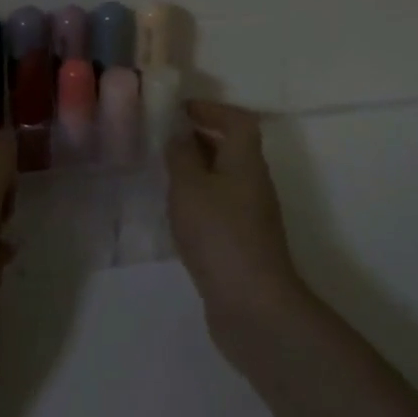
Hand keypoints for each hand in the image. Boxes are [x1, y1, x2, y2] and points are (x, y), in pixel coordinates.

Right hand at [166, 100, 309, 362]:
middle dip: (200, 138)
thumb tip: (179, 135)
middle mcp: (253, 182)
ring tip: (163, 173)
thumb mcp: (190, 187)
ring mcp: (251, 215)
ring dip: (197, 170)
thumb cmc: (220, 235)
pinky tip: (176, 213)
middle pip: (231, 147)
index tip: (180, 110)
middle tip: (164, 139)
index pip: (237, 120)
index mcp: (246, 160)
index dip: (212, 109)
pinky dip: (199, 200)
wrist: (253, 307)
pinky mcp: (243, 243)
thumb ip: (181, 156)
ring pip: (224, 178)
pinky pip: (220, 206)